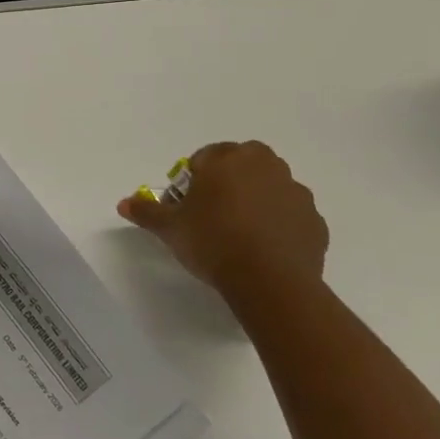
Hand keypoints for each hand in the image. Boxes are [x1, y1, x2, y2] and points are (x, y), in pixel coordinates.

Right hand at [118, 140, 327, 296]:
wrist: (270, 281)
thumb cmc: (213, 241)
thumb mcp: (169, 228)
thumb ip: (146, 211)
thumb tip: (124, 203)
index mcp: (228, 158)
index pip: (205, 157)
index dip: (193, 180)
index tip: (188, 206)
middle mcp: (265, 166)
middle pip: (241, 165)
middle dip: (228, 182)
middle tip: (213, 215)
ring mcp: (295, 192)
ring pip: (269, 188)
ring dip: (256, 201)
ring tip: (240, 235)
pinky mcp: (315, 221)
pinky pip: (290, 215)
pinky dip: (279, 225)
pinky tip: (264, 250)